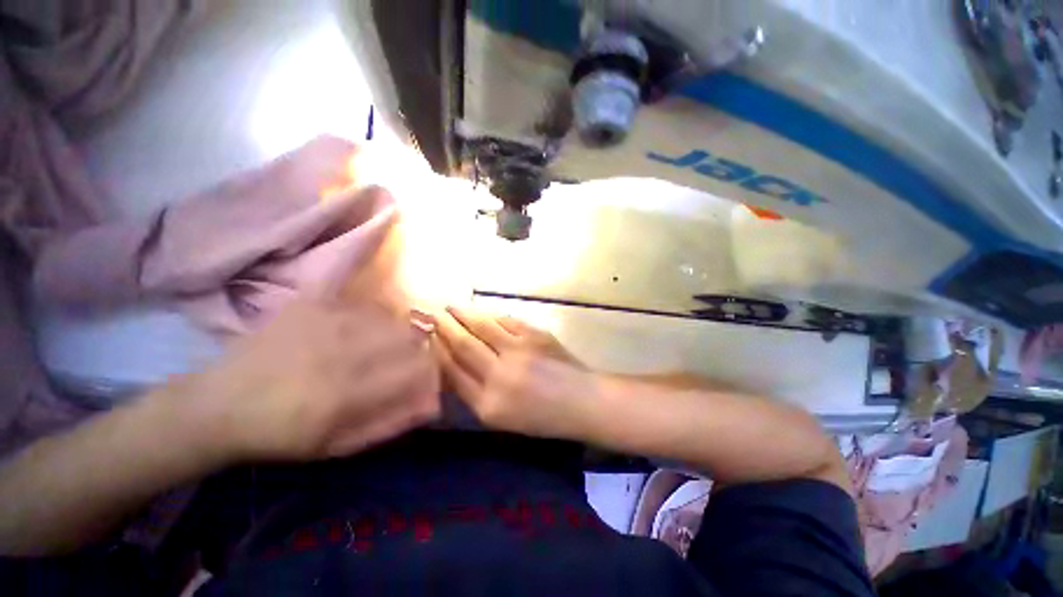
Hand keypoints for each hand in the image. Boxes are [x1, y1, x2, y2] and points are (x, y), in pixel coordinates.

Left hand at [185, 301, 439, 461]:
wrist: (218, 404)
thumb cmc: (283, 434)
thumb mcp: (340, 445)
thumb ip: (392, 422)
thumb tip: (434, 402)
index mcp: (347, 393)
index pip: (417, 368)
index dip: (431, 370)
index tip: (426, 377)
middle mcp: (341, 351)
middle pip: (409, 336)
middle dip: (418, 349)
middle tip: (405, 361)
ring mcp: (325, 322)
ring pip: (391, 317)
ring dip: (397, 333)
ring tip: (382, 347)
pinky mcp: (312, 305)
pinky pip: (365, 305)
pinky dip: (374, 319)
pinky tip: (360, 332)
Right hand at [433, 306, 595, 438]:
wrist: (581, 401)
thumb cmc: (541, 417)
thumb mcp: (501, 418)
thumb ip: (474, 393)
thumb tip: (452, 363)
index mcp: (488, 405)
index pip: (452, 372)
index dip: (437, 351)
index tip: (427, 337)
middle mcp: (499, 376)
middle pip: (464, 345)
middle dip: (444, 327)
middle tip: (430, 314)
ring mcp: (519, 352)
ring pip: (483, 327)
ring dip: (464, 315)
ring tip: (451, 307)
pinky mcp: (535, 335)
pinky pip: (506, 321)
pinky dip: (492, 316)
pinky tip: (483, 313)